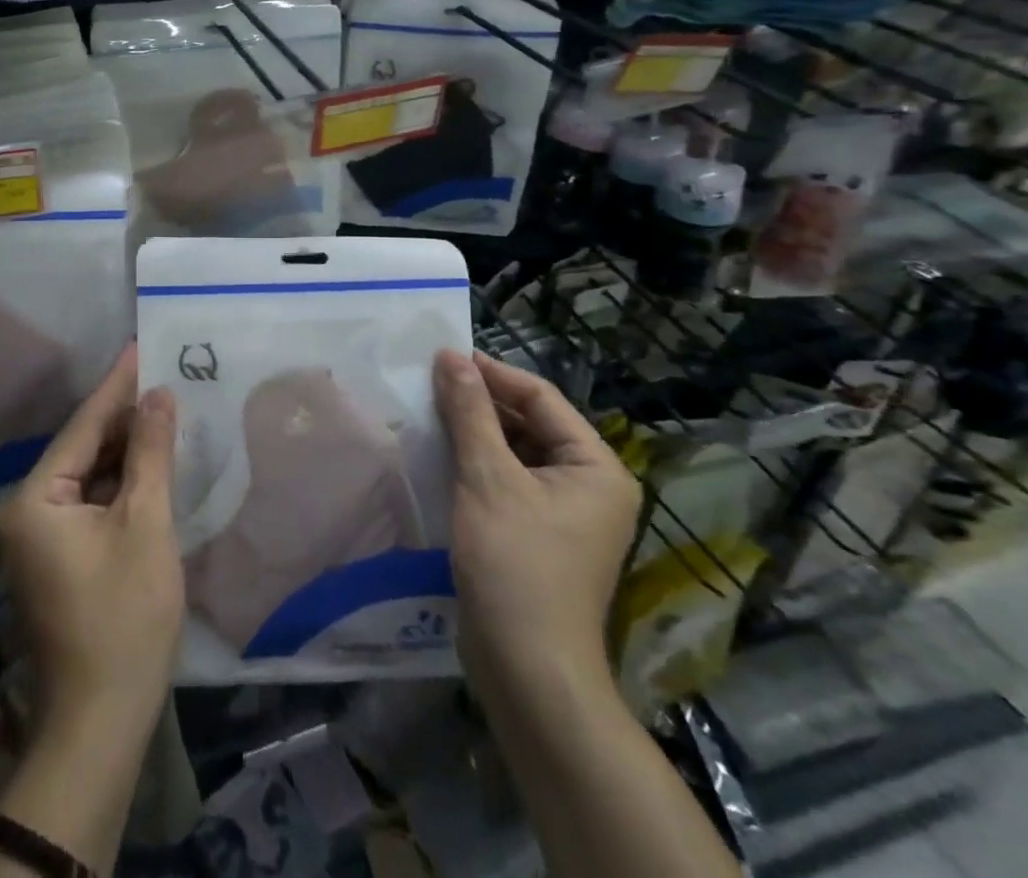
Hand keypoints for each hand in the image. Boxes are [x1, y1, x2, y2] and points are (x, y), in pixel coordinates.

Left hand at [0, 346, 183, 747]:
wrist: (101, 720)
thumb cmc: (125, 616)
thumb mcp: (145, 524)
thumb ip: (151, 453)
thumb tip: (158, 394)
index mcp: (35, 498)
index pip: (83, 426)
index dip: (117, 385)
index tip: (140, 345)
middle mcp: (27, 510)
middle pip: (84, 448)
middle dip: (124, 416)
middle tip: (163, 375)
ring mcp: (40, 536)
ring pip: (90, 474)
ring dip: (126, 448)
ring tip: (163, 407)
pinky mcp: (60, 555)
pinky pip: (92, 500)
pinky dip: (122, 481)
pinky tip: (151, 460)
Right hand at [433, 350, 640, 701]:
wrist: (527, 670)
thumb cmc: (515, 564)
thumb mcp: (487, 477)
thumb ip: (470, 412)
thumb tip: (451, 355)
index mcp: (596, 467)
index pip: (541, 398)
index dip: (492, 374)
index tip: (444, 357)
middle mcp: (590, 485)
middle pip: (531, 423)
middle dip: (482, 403)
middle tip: (432, 383)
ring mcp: (567, 514)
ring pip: (517, 452)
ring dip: (477, 432)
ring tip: (431, 411)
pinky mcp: (540, 535)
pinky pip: (509, 481)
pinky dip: (478, 464)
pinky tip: (442, 454)